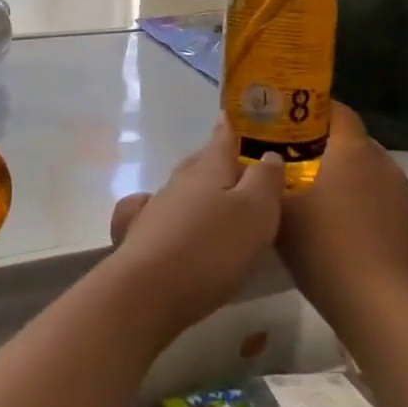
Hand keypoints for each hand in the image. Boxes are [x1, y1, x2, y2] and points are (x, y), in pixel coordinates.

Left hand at [105, 117, 284, 339]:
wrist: (149, 290)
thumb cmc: (212, 249)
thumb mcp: (256, 212)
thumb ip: (265, 180)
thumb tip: (268, 155)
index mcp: (210, 169)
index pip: (224, 137)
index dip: (233, 126)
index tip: (237, 115)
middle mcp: (180, 181)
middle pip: (201, 162)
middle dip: (217, 158)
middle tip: (236, 162)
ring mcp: (155, 208)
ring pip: (180, 188)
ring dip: (196, 188)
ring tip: (214, 197)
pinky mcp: (138, 236)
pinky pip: (151, 212)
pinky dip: (163, 211)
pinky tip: (164, 218)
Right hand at [277, 104, 407, 331]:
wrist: (377, 303)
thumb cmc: (323, 246)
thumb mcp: (280, 211)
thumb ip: (268, 180)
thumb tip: (263, 163)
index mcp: (352, 149)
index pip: (338, 111)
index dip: (314, 112)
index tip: (291, 123)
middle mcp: (383, 161)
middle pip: (354, 142)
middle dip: (329, 149)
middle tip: (299, 165)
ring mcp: (404, 192)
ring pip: (371, 172)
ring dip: (351, 178)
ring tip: (325, 200)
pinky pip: (385, 200)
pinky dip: (369, 205)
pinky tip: (351, 230)